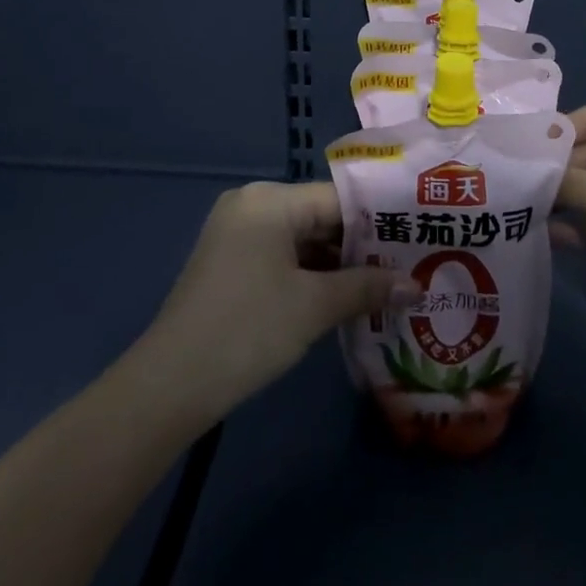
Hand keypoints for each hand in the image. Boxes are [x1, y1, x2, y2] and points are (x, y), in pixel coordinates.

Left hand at [136, 181, 407, 419]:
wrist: (169, 386)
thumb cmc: (248, 330)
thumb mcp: (314, 307)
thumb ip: (367, 288)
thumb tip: (415, 286)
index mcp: (270, 200)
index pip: (339, 199)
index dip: (379, 221)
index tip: (416, 239)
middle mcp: (252, 205)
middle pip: (321, 217)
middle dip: (361, 247)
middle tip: (407, 265)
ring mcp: (237, 234)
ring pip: (303, 240)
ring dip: (338, 265)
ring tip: (386, 285)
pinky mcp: (230, 263)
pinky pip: (282, 257)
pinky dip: (311, 275)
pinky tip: (344, 298)